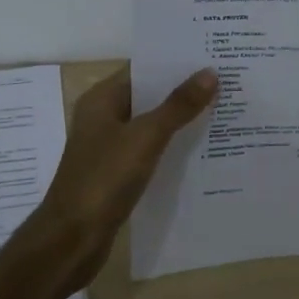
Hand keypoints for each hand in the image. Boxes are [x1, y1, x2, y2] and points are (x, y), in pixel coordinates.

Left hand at [34, 65, 217, 286]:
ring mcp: (109, 148)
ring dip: (180, 120)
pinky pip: (150, 151)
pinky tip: (201, 150)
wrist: (71, 240)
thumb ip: (178, 106)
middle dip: (184, 91)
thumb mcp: (145, 137)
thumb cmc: (104, 179)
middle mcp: (104, 118)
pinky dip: (172, 147)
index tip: (212, 57)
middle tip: (227, 83)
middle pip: (149, 96)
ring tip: (222, 111)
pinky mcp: (117, 174)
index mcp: (102, 100)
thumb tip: (210, 73)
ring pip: (151, 125)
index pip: (143, 69)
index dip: (175, 63)